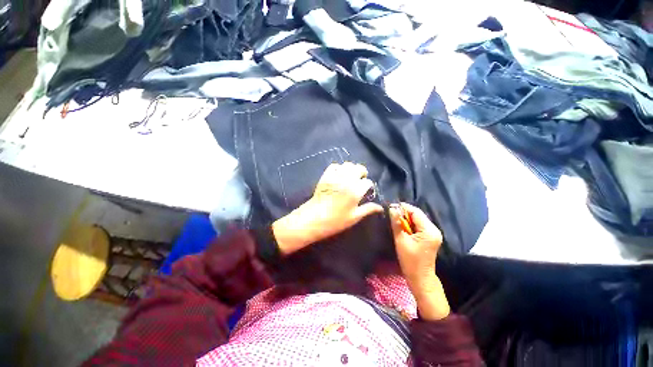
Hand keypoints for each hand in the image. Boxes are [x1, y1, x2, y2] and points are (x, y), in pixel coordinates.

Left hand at [272, 162, 383, 255]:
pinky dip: (339, 168)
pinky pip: (334, 166)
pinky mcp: (325, 176)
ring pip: (347, 165)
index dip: (368, 186)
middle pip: (359, 168)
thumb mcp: (354, 217)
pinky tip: (339, 175)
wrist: (313, 219)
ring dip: (351, 169)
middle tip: (360, 180)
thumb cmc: (335, 221)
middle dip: (362, 173)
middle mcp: (346, 180)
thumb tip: (380, 207)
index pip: (367, 182)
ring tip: (351, 177)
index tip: (366, 191)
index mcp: (355, 191)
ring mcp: (335, 176)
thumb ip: (368, 209)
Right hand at [389, 203, 448, 319]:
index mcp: (429, 230)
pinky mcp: (431, 237)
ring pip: (418, 219)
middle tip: (392, 214)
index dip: (403, 208)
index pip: (415, 212)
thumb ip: (396, 223)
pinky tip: (403, 228)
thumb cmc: (410, 261)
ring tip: (396, 221)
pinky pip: (420, 225)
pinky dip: (411, 225)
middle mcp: (434, 229)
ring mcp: (434, 233)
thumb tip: (391, 208)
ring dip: (407, 219)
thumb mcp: (401, 240)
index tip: (391, 207)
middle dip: (404, 213)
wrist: (420, 278)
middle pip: (418, 215)